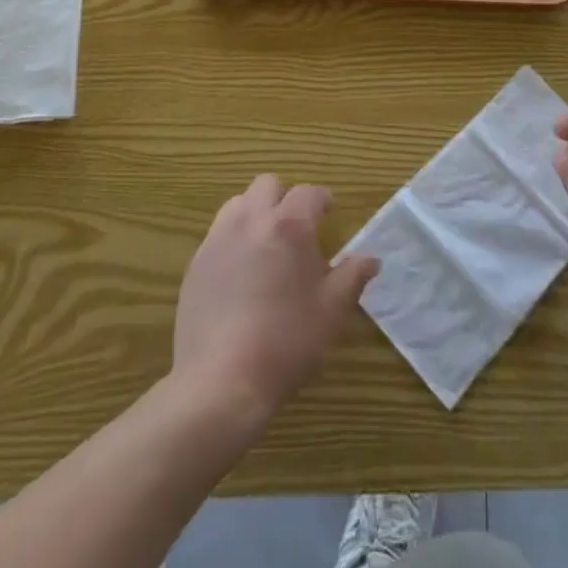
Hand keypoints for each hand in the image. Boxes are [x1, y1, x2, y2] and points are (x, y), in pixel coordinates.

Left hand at [171, 175, 378, 422]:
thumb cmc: (286, 343)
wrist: (221, 381)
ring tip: (266, 246)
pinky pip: (218, 234)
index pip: (309, 193)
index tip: (330, 213)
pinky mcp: (196, 263)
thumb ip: (352, 277)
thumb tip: (371, 259)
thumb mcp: (331, 312)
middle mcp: (251, 220)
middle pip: (268, 185)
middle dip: (285, 198)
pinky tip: (240, 275)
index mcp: (289, 226)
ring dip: (255, 213)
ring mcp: (218, 239)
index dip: (323, 200)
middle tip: (297, 230)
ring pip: (238, 203)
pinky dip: (233, 240)